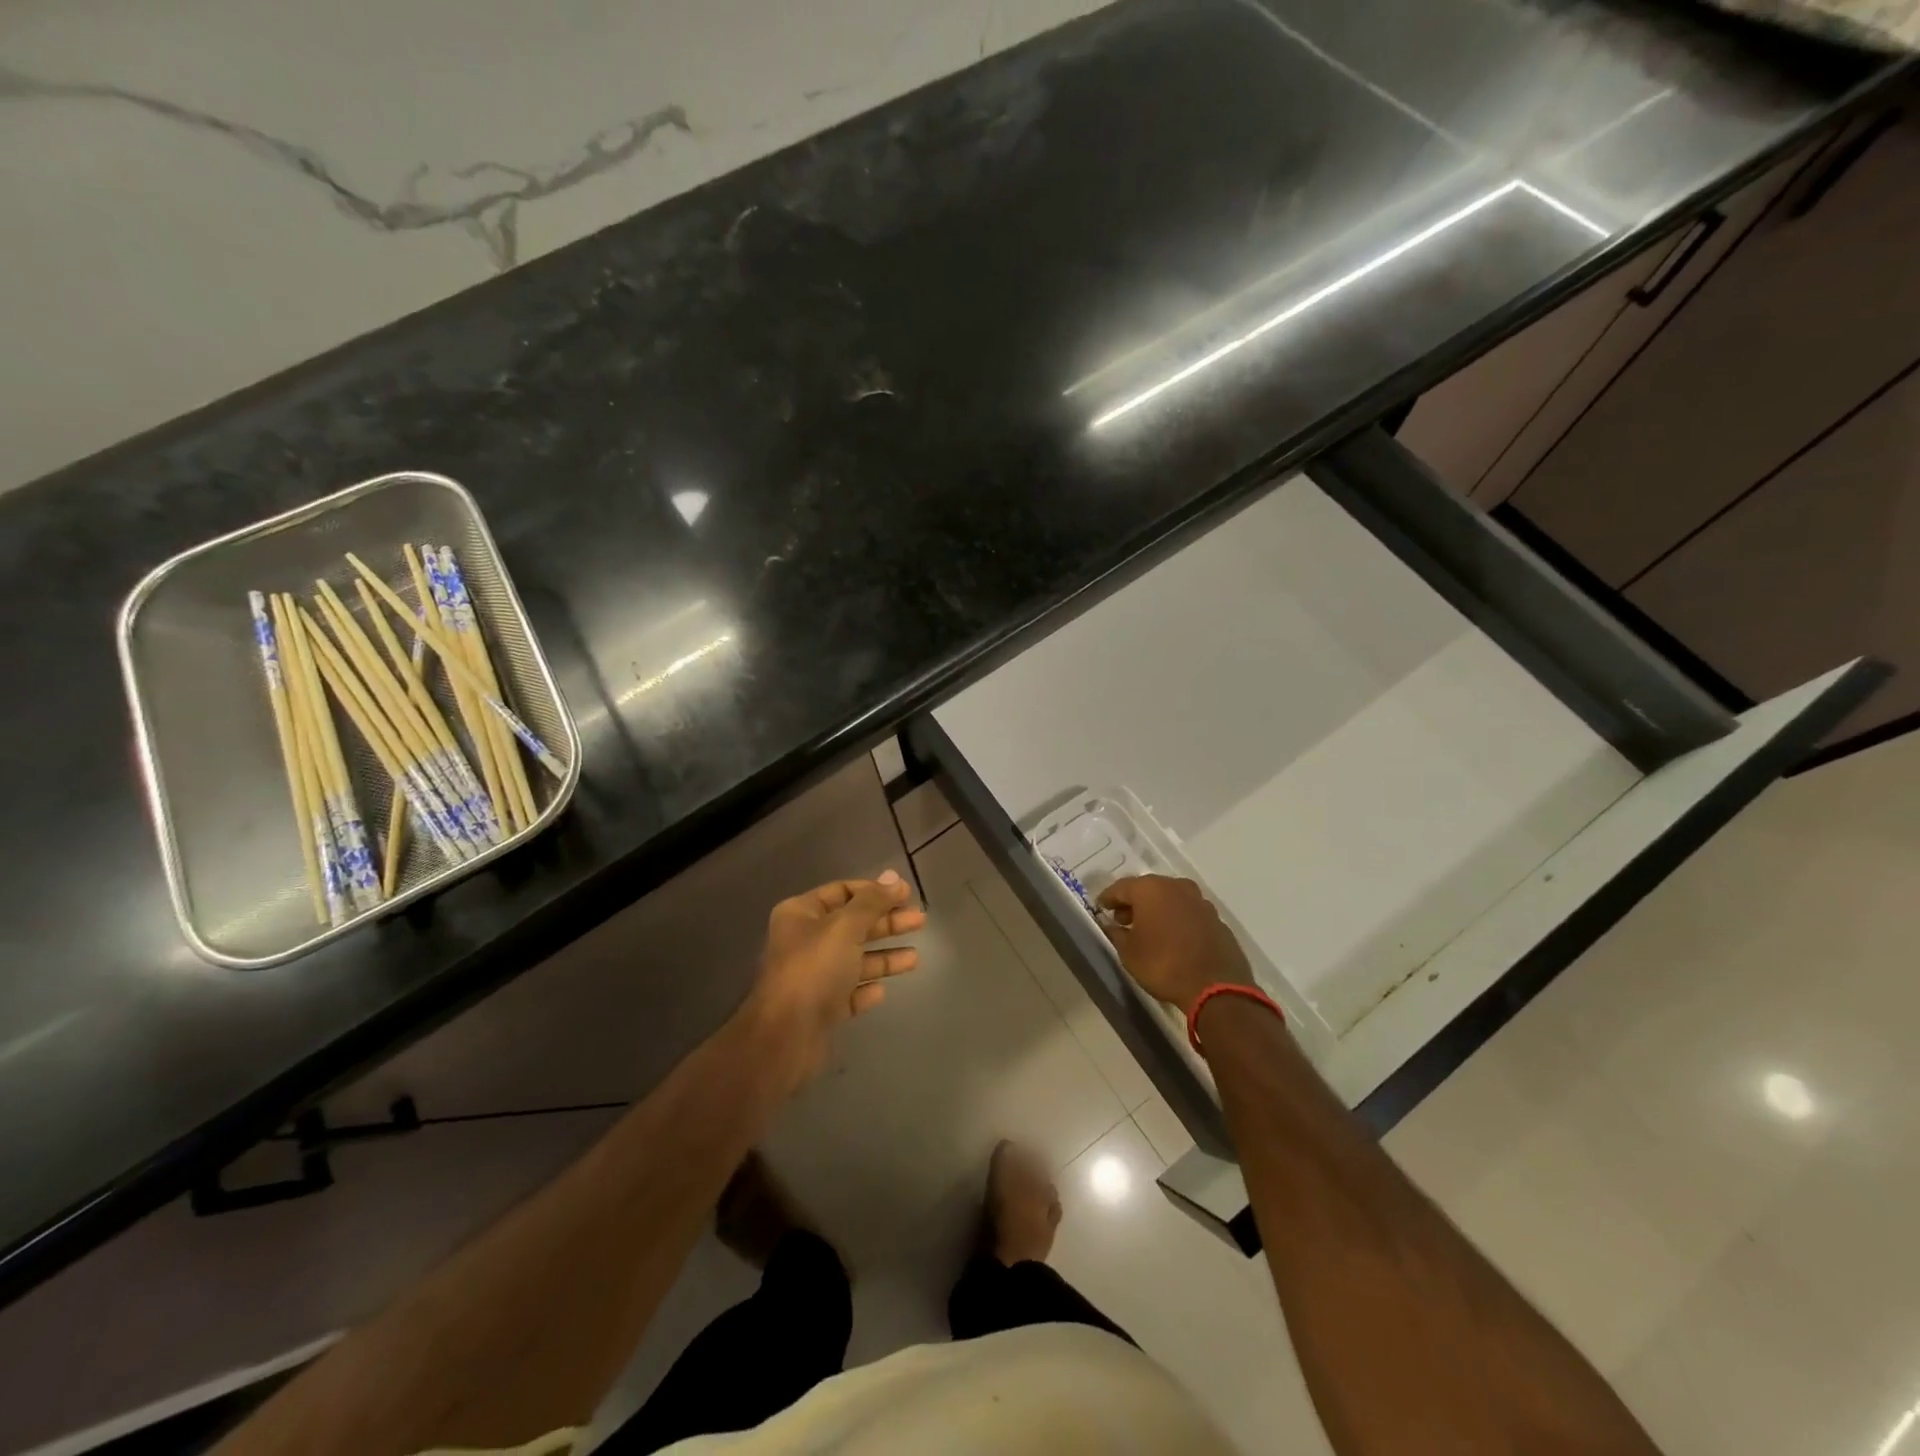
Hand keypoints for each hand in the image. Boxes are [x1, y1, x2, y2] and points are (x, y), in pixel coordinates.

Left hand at [748, 871, 924, 1083]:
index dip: (874, 891)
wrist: (785, 1037)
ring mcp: (812, 976)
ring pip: (854, 959)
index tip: (906, 895)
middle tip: (920, 921)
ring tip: (915, 958)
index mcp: (801, 914)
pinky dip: (866, 988)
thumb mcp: (845, 927)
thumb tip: (893, 876)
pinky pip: (849, 992)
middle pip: (852, 925)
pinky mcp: (820, 1008)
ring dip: (884, 956)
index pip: (842, 891)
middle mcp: (804, 941)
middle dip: (886, 922)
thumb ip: (872, 902)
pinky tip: (882, 991)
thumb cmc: (814, 970)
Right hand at [1097, 874, 1252, 1014]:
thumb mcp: (1129, 953)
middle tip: (1122, 919)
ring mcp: (1200, 902)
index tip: (1100, 908)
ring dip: (1157, 910)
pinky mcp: (1217, 920)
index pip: (1121, 887)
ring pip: (1171, 899)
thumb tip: (1113, 926)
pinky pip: (1189, 914)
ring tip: (1148, 930)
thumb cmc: (1163, 964)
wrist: (1216, 987)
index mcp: (1151, 889)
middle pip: (1148, 889)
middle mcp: (1177, 887)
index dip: (1108, 898)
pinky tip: (1173, 939)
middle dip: (1134, 903)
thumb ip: (1117, 934)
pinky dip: (1177, 920)